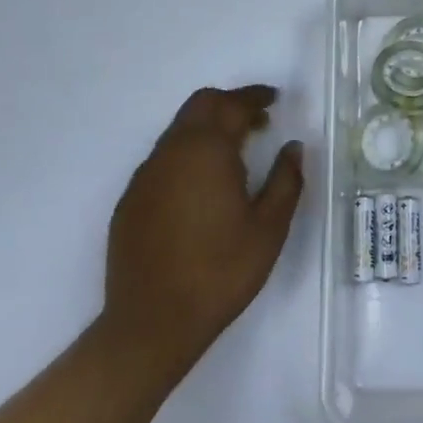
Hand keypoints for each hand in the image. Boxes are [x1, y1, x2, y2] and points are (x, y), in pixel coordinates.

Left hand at [102, 85, 303, 384]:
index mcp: (207, 150)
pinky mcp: (130, 200)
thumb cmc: (220, 272)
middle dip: (230, 104)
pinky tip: (201, 186)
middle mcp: (172, 151)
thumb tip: (293, 147)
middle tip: (257, 120)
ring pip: (178, 131)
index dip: (255, 97)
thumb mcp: (269, 228)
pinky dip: (187, 154)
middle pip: (200, 106)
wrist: (151, 324)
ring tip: (234, 153)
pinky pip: (163, 159)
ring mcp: (145, 175)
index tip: (274, 99)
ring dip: (208, 128)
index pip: (232, 105)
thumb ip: (286, 180)